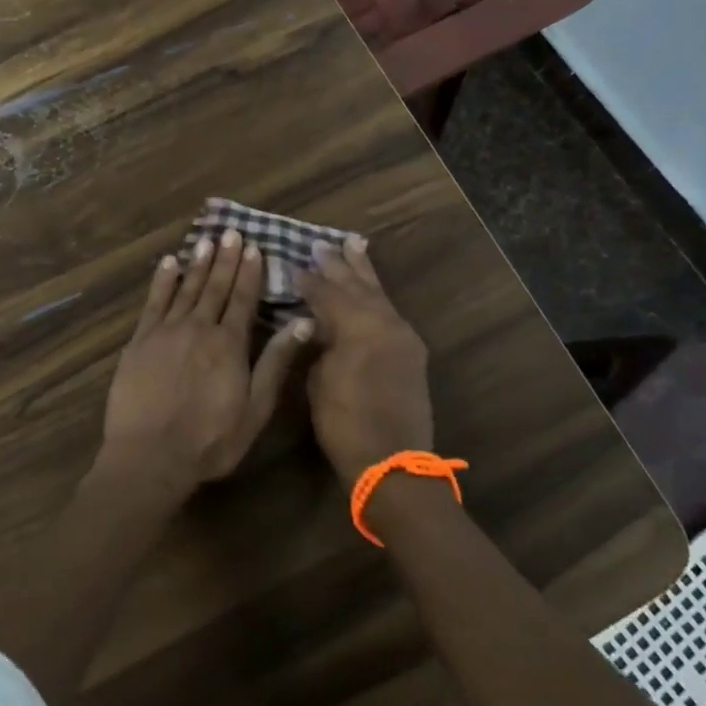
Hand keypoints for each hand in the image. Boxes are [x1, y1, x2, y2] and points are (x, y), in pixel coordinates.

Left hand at [98, 230, 310, 499]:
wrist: (150, 455)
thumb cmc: (210, 440)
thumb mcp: (255, 408)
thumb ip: (275, 363)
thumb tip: (301, 323)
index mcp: (229, 344)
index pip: (243, 300)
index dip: (249, 273)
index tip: (254, 248)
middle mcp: (199, 328)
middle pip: (215, 287)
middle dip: (225, 259)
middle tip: (231, 232)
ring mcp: (166, 332)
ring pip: (186, 289)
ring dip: (198, 263)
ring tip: (206, 240)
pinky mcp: (140, 341)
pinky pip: (154, 302)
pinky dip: (162, 281)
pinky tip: (169, 263)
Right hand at [298, 236, 432, 482]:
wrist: (393, 462)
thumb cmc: (345, 425)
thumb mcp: (319, 381)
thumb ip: (319, 345)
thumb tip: (318, 325)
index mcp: (358, 328)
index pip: (328, 293)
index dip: (309, 280)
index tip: (294, 263)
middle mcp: (385, 323)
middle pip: (357, 285)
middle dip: (338, 264)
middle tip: (322, 243)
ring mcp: (402, 335)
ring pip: (378, 293)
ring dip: (363, 271)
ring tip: (353, 245)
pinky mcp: (411, 350)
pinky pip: (389, 310)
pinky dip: (376, 294)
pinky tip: (370, 287)